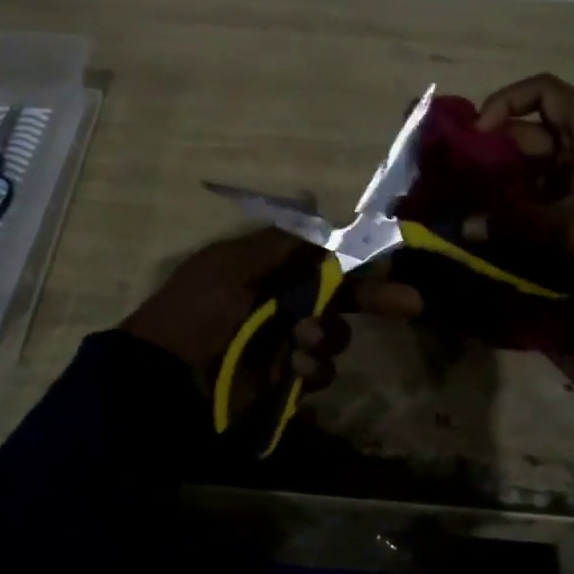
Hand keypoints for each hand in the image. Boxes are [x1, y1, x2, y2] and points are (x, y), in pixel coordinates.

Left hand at [121, 228, 421, 412]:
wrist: (163, 378)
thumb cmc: (197, 310)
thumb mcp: (232, 265)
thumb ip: (279, 242)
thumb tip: (311, 196)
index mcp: (270, 270)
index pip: (324, 259)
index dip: (357, 259)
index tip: (389, 261)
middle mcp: (283, 302)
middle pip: (341, 297)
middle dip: (374, 298)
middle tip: (410, 303)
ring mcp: (284, 342)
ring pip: (333, 335)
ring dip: (326, 336)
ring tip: (301, 340)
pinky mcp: (283, 378)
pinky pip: (316, 369)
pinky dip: (311, 367)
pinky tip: (293, 368)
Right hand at [474, 74, 573, 309]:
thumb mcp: (571, 230)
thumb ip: (513, 222)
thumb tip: (462, 226)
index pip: (544, 92)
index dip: (505, 103)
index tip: (476, 136)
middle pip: (531, 135)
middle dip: (492, 154)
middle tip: (455, 181)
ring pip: (534, 172)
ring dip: (502, 186)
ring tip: (465, 207)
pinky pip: (545, 202)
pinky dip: (520, 210)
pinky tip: (491, 228)